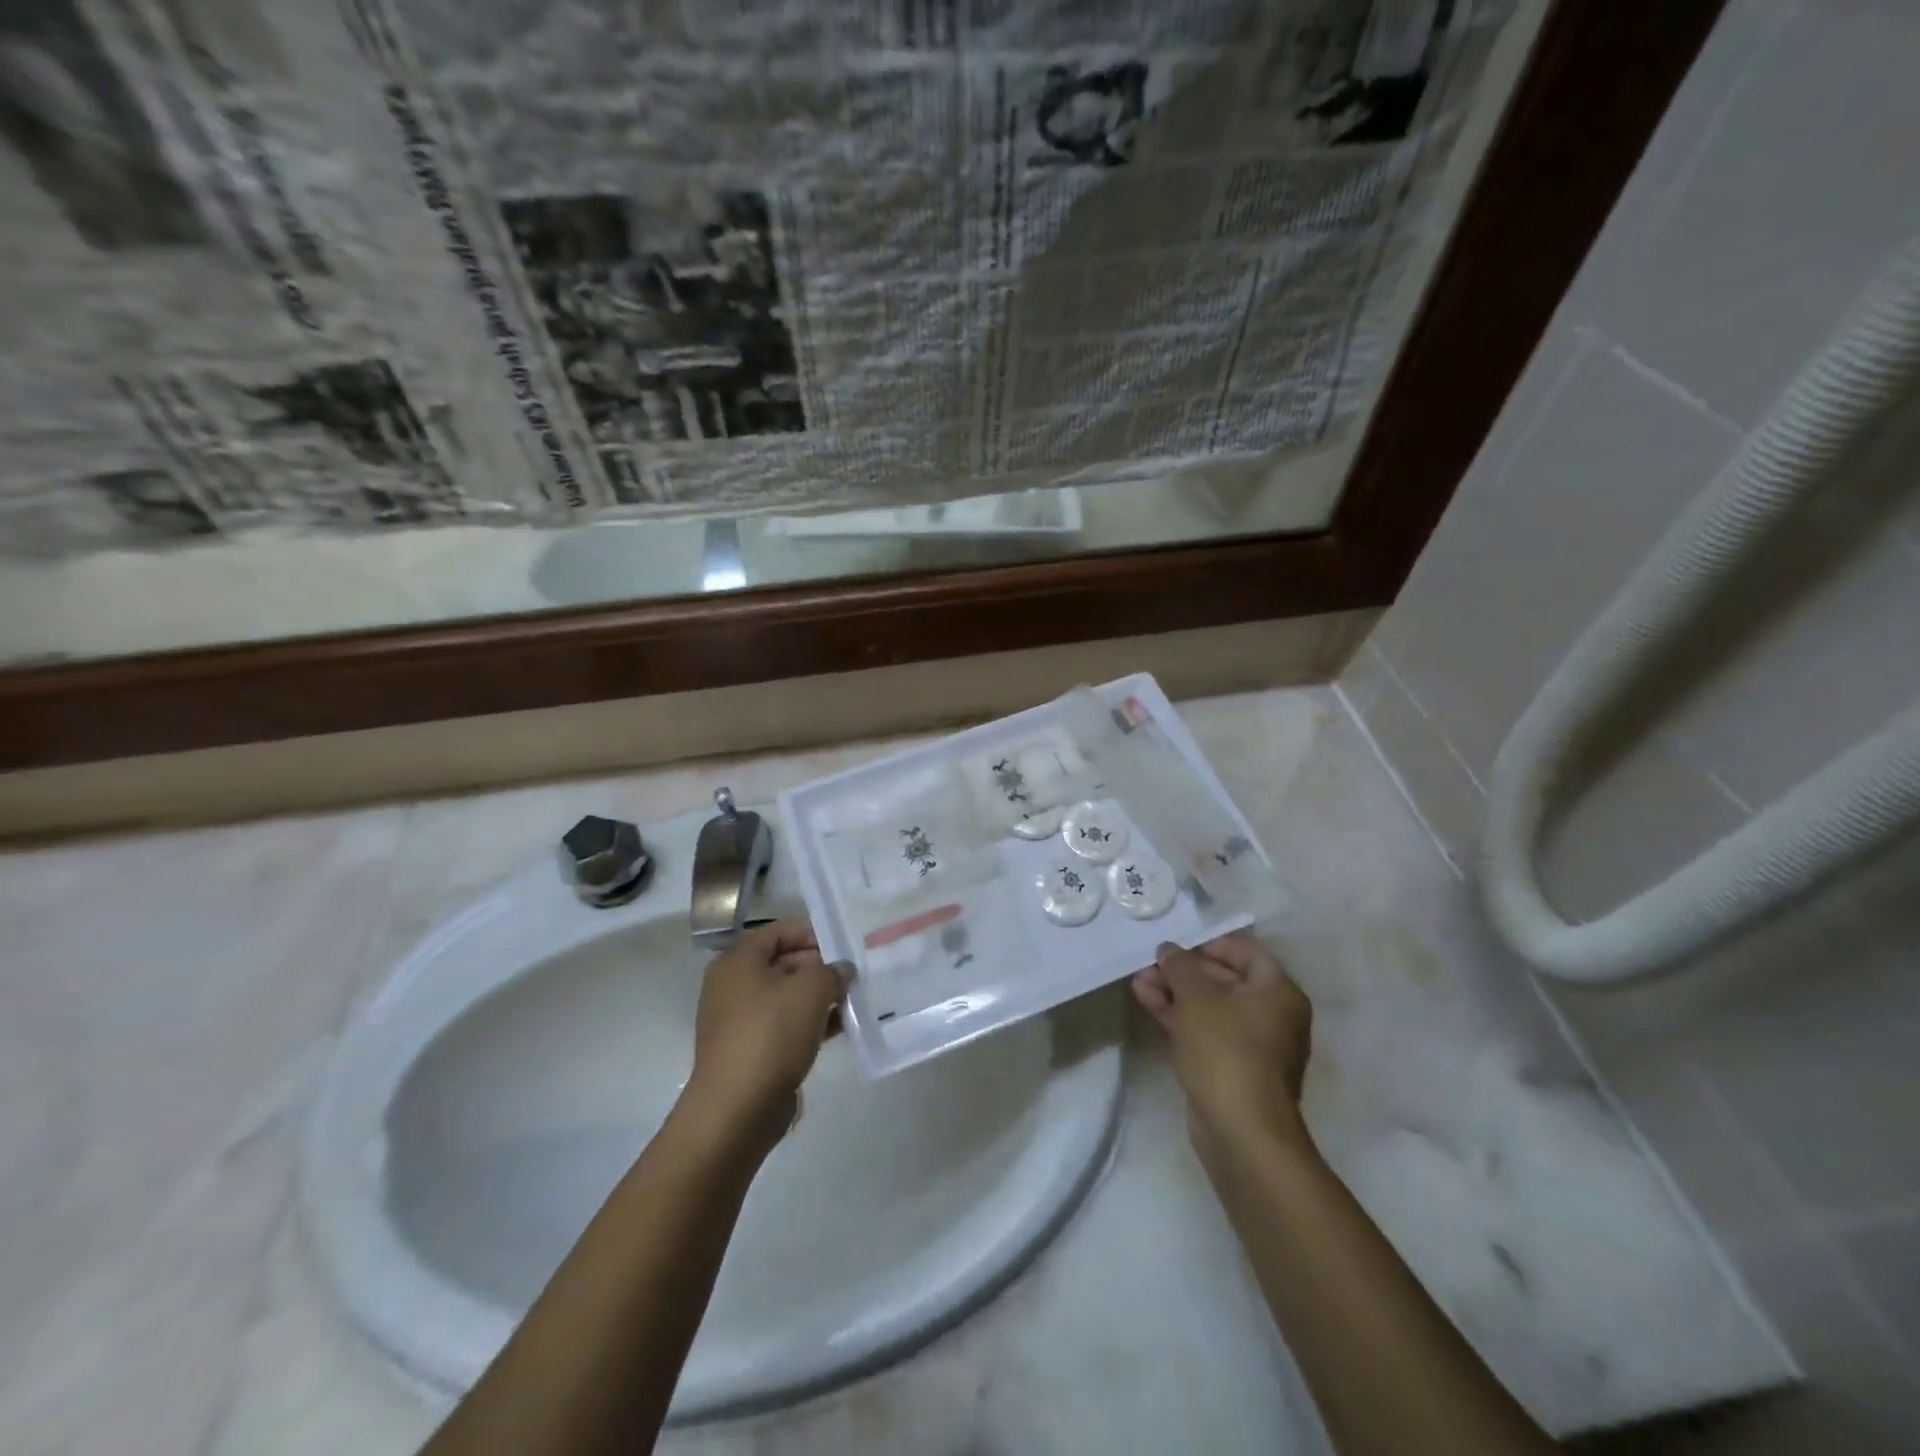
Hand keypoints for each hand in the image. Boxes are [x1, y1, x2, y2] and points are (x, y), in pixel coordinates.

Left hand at [683, 919, 847, 1152]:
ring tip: (853, 1000)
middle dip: (820, 966)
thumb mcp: (811, 990)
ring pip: (787, 997)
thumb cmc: (771, 1034)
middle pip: (784, 962)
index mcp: (738, 961)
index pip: (780, 931)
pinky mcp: (751, 1051)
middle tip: (854, 973)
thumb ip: (832, 971)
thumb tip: (841, 970)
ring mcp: (740, 1021)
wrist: (737, 1109)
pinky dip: (811, 1023)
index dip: (813, 931)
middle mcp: (733, 985)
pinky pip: (785, 1026)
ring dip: (820, 997)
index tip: (844, 943)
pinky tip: (841, 1028)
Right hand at [1132, 933, 1313, 1157]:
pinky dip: (1180, 1018)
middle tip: (1149, 965)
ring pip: (1210, 1008)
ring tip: (1139, 983)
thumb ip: (1180, 966)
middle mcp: (1272, 1015)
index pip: (1245, 951)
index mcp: (1277, 991)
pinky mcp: (1232, 1069)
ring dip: (1175, 993)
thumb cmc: (1225, 1049)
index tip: (1177, 947)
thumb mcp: (1196, 997)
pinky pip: (1206, 1032)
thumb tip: (1169, 950)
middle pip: (1225, 980)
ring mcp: (1253, 1045)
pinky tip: (1149, 1004)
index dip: (1209, 944)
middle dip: (1183, 971)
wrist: (1240, 1130)